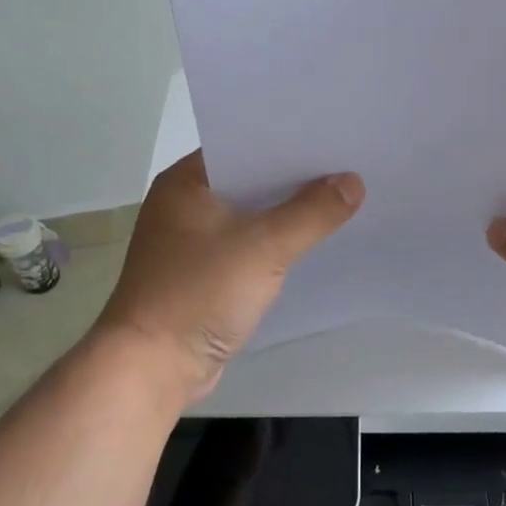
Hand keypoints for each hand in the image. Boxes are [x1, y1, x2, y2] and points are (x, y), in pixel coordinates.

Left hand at [94, 150, 363, 405]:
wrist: (152, 368)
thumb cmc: (199, 293)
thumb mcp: (263, 246)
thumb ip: (312, 212)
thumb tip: (353, 182)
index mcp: (186, 182)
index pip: (242, 144)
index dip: (287, 141)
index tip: (331, 137)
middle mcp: (184, 204)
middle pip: (250, 179)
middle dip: (294, 178)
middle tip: (346, 165)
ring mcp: (191, 241)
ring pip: (250, 214)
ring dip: (285, 212)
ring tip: (339, 197)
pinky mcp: (202, 273)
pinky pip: (247, 244)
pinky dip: (274, 242)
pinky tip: (310, 240)